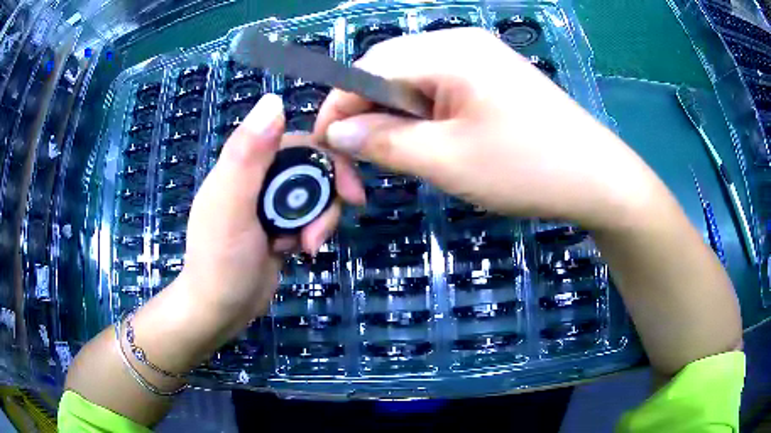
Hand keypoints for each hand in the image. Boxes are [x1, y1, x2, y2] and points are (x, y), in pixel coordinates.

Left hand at [178, 94, 363, 336]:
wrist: (221, 310)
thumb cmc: (221, 261)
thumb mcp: (230, 207)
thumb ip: (247, 155)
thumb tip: (274, 100)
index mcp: (245, 162)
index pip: (299, 142)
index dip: (329, 160)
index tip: (351, 191)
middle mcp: (259, 176)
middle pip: (313, 169)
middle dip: (325, 201)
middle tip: (318, 235)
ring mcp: (270, 202)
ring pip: (315, 195)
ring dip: (319, 221)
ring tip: (304, 248)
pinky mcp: (280, 224)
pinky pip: (310, 216)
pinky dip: (312, 232)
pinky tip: (299, 252)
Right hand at [314, 28, 658, 229]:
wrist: (598, 179)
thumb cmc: (527, 169)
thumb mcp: (447, 160)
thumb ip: (384, 142)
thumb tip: (336, 131)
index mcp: (448, 51)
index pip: (369, 67)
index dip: (339, 106)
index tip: (327, 149)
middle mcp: (460, 43)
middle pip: (388, 70)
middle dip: (366, 114)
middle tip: (363, 162)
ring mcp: (480, 58)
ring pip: (412, 81)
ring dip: (394, 118)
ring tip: (399, 157)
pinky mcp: (492, 77)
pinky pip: (439, 89)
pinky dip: (422, 116)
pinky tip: (430, 143)